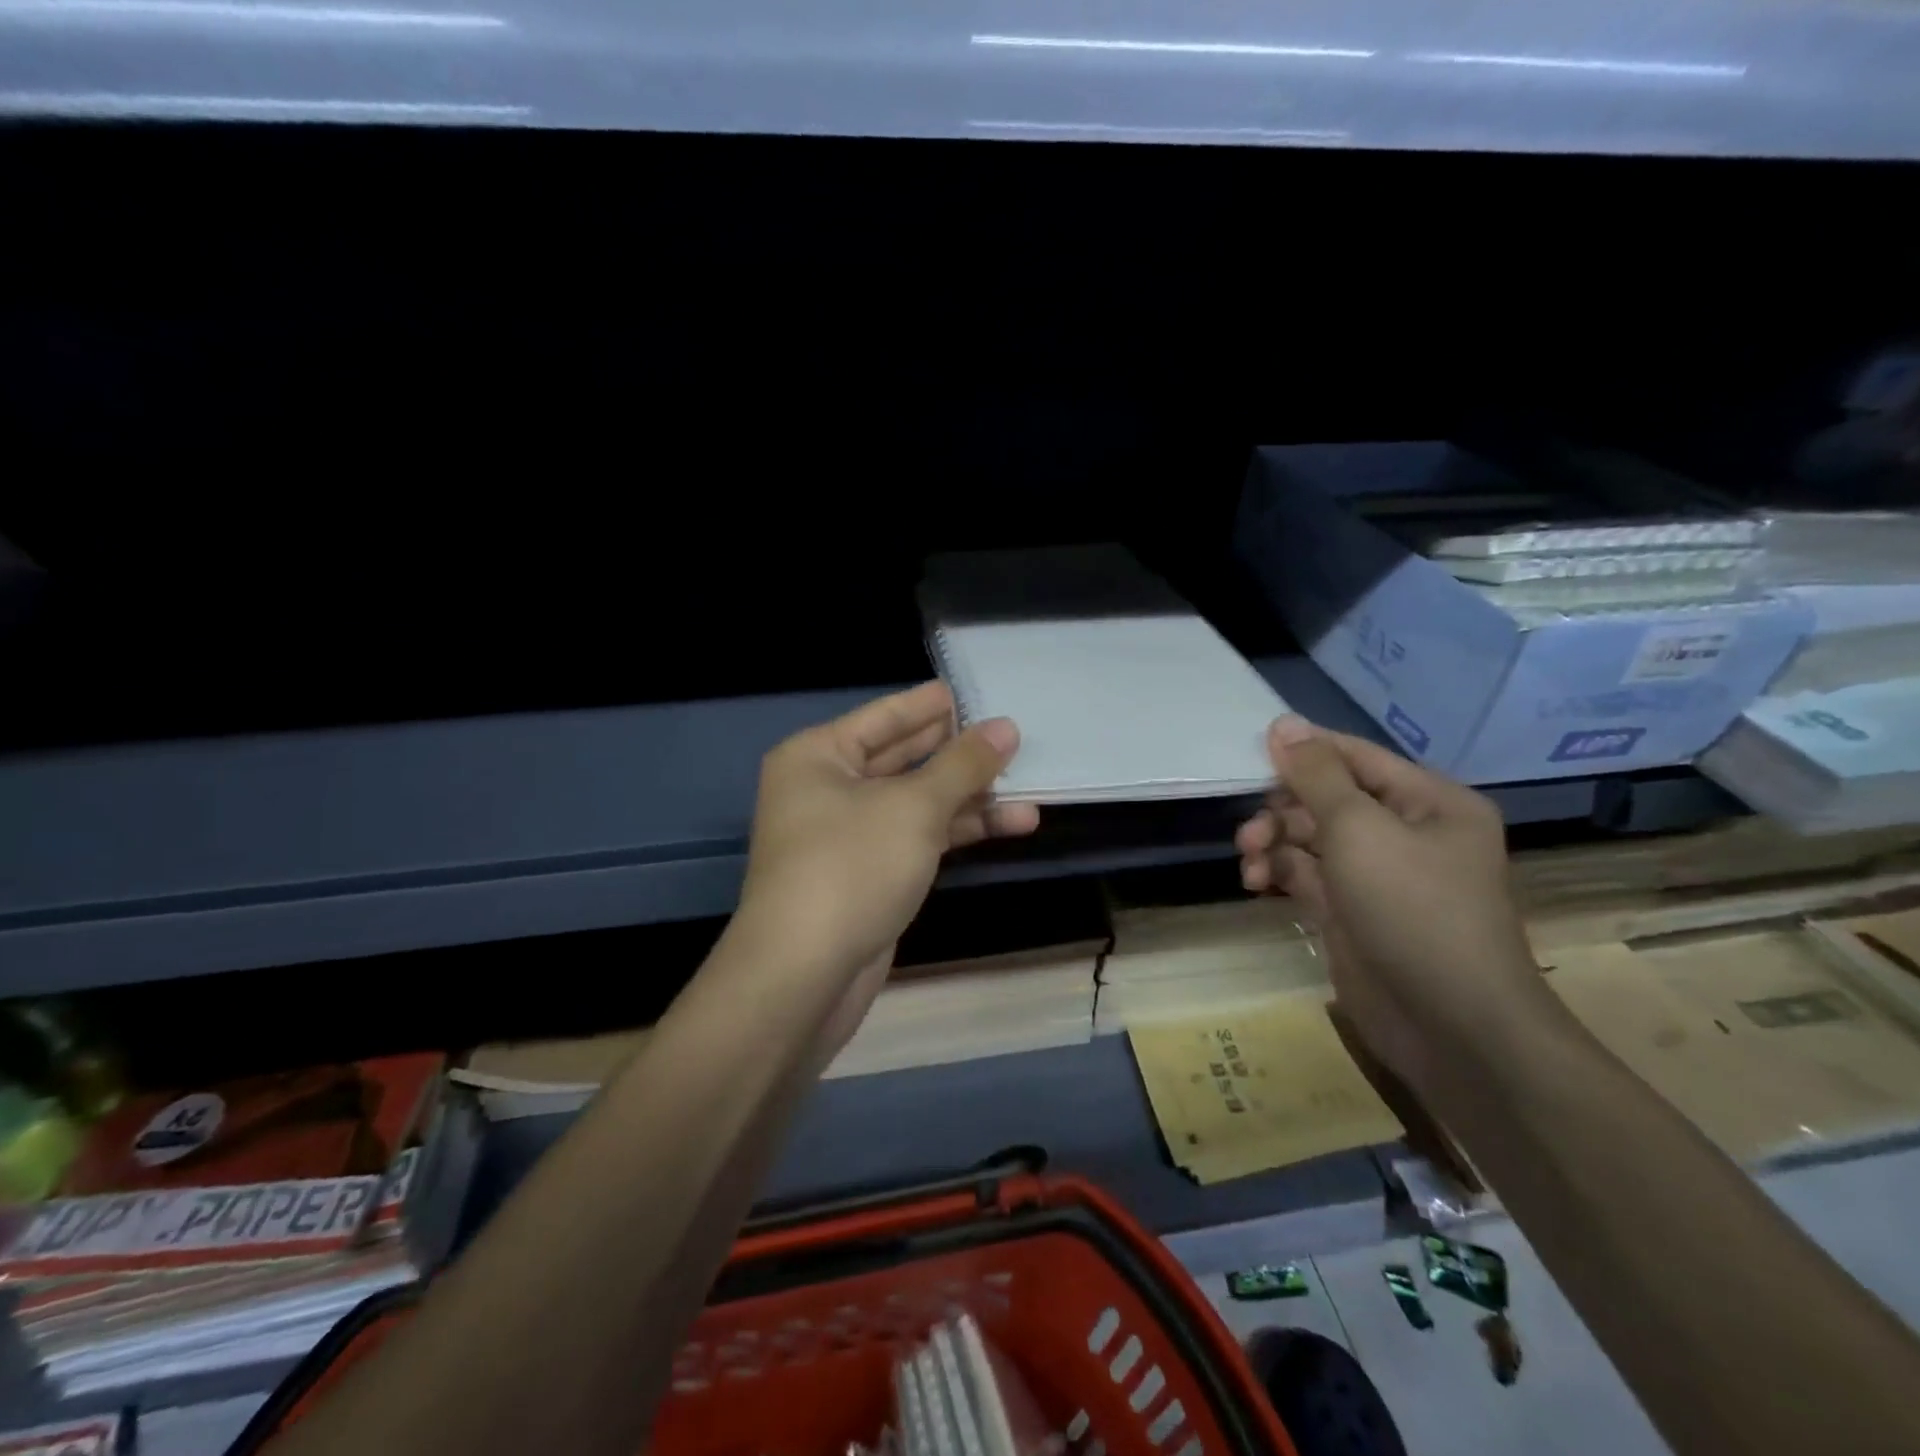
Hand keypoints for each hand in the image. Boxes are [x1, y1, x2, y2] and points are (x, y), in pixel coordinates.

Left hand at [731, 682, 1039, 1015]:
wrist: (805, 975)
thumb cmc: (851, 866)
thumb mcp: (913, 807)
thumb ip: (963, 765)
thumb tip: (1006, 727)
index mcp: (818, 756)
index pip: (883, 717)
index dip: (929, 705)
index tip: (971, 692)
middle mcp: (827, 789)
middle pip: (902, 758)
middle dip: (957, 752)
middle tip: (1010, 734)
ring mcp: (847, 835)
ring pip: (916, 803)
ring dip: (970, 797)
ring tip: (1029, 785)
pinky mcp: (869, 875)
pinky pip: (919, 837)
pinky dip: (958, 830)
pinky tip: (1010, 824)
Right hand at [1234, 715, 1550, 1098]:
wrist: (1450, 1026)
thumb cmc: (1413, 909)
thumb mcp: (1359, 829)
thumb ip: (1316, 774)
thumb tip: (1283, 723)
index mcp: (1427, 801)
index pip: (1353, 756)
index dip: (1301, 752)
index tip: (1249, 756)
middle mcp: (1405, 831)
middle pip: (1325, 798)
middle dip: (1282, 809)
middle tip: (1250, 833)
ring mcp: (1377, 875)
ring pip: (1309, 838)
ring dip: (1273, 843)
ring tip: (1250, 864)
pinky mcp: (1351, 911)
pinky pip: (1306, 874)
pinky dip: (1278, 873)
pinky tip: (1256, 884)